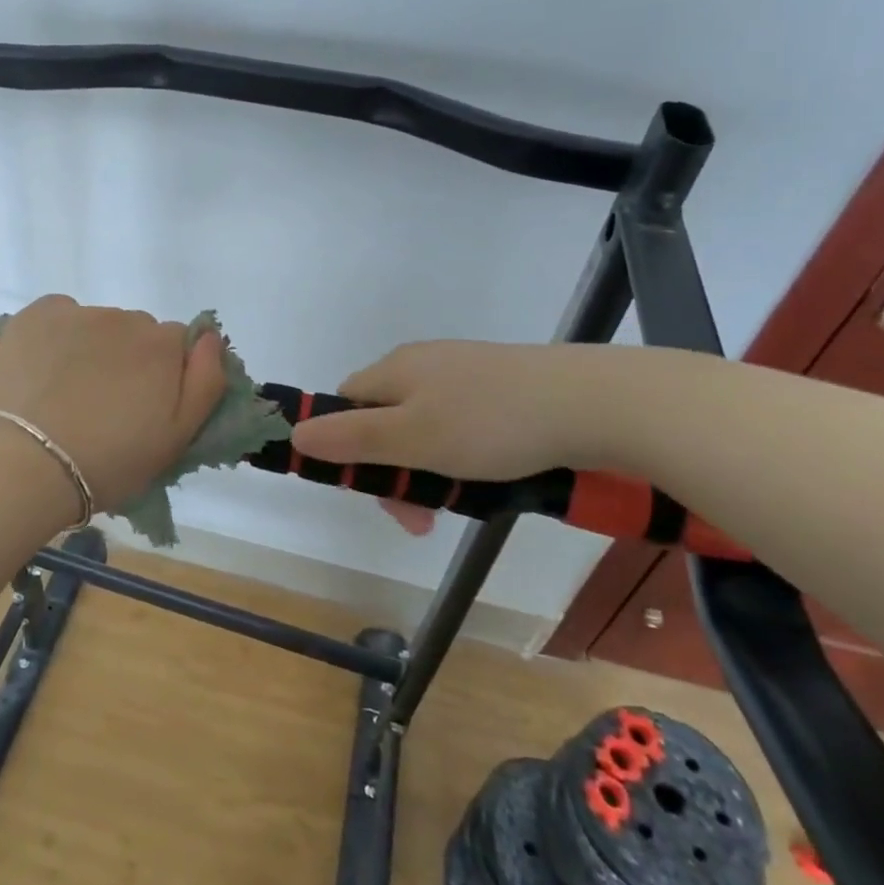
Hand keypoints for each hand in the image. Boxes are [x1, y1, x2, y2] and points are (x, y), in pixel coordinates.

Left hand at [0, 295, 227, 510]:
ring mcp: (78, 312)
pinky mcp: (37, 314)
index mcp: (163, 346)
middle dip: (129, 360)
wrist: (25, 465)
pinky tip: (44, 370)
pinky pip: (60, 315)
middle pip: (137, 332)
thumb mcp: (177, 438)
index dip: (164, 375)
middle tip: (105, 405)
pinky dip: (58, 335)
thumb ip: (206, 382)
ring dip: (93, 348)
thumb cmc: (109, 462)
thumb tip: (211, 337)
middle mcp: (125, 318)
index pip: (177, 345)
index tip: (143, 407)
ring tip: (68, 393)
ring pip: (98, 325)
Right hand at [289, 341, 642, 529]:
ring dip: (429, 471)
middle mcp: (421, 364)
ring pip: (423, 427)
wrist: (589, 401)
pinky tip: (488, 476)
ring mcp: (462, 373)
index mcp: (393, 370)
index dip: (346, 449)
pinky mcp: (498, 385)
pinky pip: (459, 424)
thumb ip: (350, 438)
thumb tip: (293, 434)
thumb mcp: (411, 438)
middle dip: (394, 472)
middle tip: (423, 520)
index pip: (344, 406)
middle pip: (383, 420)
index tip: (377, 492)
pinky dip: (462, 456)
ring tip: (461, 505)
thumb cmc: (489, 423)